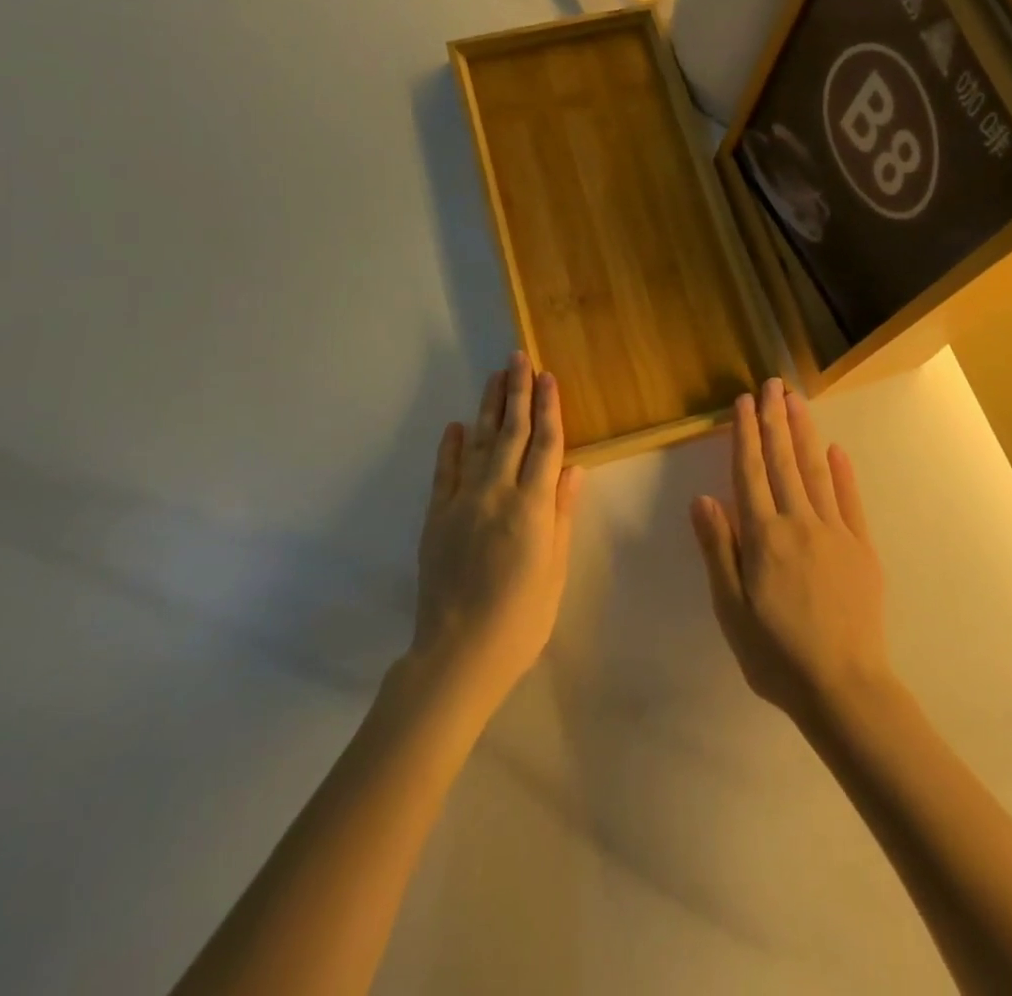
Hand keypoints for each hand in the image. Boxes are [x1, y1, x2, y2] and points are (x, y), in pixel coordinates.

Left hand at [412, 353, 584, 709]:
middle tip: (518, 357)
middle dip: (517, 392)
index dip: (549, 408)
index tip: (548, 377)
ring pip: (479, 443)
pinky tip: (456, 425)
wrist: (458, 654)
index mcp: (532, 507)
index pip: (546, 445)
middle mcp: (497, 494)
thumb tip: (574, 468)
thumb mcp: (555, 569)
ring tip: (494, 377)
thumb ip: (562, 514)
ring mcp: (462, 502)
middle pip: (512, 433)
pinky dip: (451, 446)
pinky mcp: (436, 517)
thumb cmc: (521, 618)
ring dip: (489, 407)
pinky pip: (445, 472)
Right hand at [690, 378, 894, 729]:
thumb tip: (703, 498)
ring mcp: (834, 532)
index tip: (744, 402)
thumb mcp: (731, 609)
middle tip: (773, 384)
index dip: (745, 434)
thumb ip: (719, 549)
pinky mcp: (862, 548)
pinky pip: (850, 501)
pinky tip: (836, 449)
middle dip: (775, 420)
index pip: (750, 472)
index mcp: (764, 537)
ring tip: (797, 401)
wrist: (845, 688)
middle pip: (783, 462)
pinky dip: (843, 472)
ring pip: (816, 471)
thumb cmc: (776, 654)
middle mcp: (798, 523)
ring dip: (805, 433)